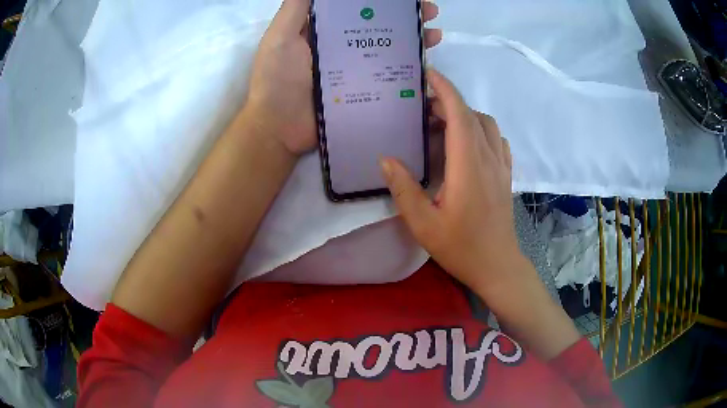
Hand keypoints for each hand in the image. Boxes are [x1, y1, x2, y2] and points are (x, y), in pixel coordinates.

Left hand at [243, 0, 442, 155]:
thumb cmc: (277, 79)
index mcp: (325, 30)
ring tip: (434, 33)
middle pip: (379, 26)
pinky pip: (388, 76)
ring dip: (413, 38)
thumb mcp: (281, 37)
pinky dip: (408, 69)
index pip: (358, 7)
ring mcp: (354, 69)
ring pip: (388, 48)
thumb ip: (296, 9)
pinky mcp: (362, 91)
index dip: (382, 1)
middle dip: (406, 16)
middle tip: (430, 11)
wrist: (278, 129)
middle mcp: (343, 46)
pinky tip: (425, 64)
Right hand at [381, 69, 523, 294]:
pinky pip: (496, 139)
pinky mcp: (506, 174)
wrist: (497, 265)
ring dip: (465, 114)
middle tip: (422, 107)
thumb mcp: (423, 224)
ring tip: (442, 123)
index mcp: (467, 166)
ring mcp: (501, 165)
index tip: (428, 75)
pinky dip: (481, 129)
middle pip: (471, 115)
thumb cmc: (461, 248)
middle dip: (448, 101)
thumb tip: (386, 158)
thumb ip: (403, 189)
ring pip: (487, 124)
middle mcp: (488, 158)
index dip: (445, 89)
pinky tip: (466, 143)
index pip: (459, 114)